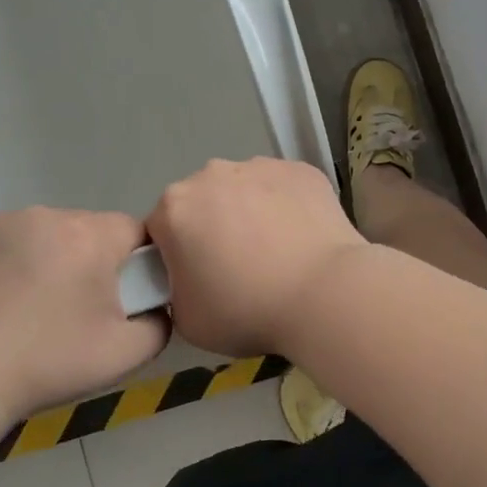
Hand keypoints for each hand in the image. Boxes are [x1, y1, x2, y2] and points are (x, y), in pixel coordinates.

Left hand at [0, 208, 166, 424]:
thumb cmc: (47, 363)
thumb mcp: (125, 354)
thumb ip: (160, 324)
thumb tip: (157, 309)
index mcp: (91, 237)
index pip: (134, 230)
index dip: (136, 261)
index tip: (123, 296)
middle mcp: (46, 216)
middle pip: (87, 230)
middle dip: (89, 261)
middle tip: (75, 309)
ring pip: (42, 234)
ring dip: (47, 259)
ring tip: (29, 307)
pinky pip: (2, 241)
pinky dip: (6, 262)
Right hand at [147, 158, 363, 355]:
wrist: (325, 294)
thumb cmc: (247, 311)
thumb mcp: (187, 319)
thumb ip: (176, 290)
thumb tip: (190, 278)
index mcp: (174, 207)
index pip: (161, 230)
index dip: (177, 257)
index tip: (200, 280)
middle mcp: (211, 174)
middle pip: (203, 202)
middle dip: (213, 228)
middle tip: (240, 268)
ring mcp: (260, 166)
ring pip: (245, 190)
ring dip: (251, 213)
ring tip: (278, 253)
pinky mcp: (302, 170)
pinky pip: (284, 188)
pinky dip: (288, 207)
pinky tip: (303, 238)